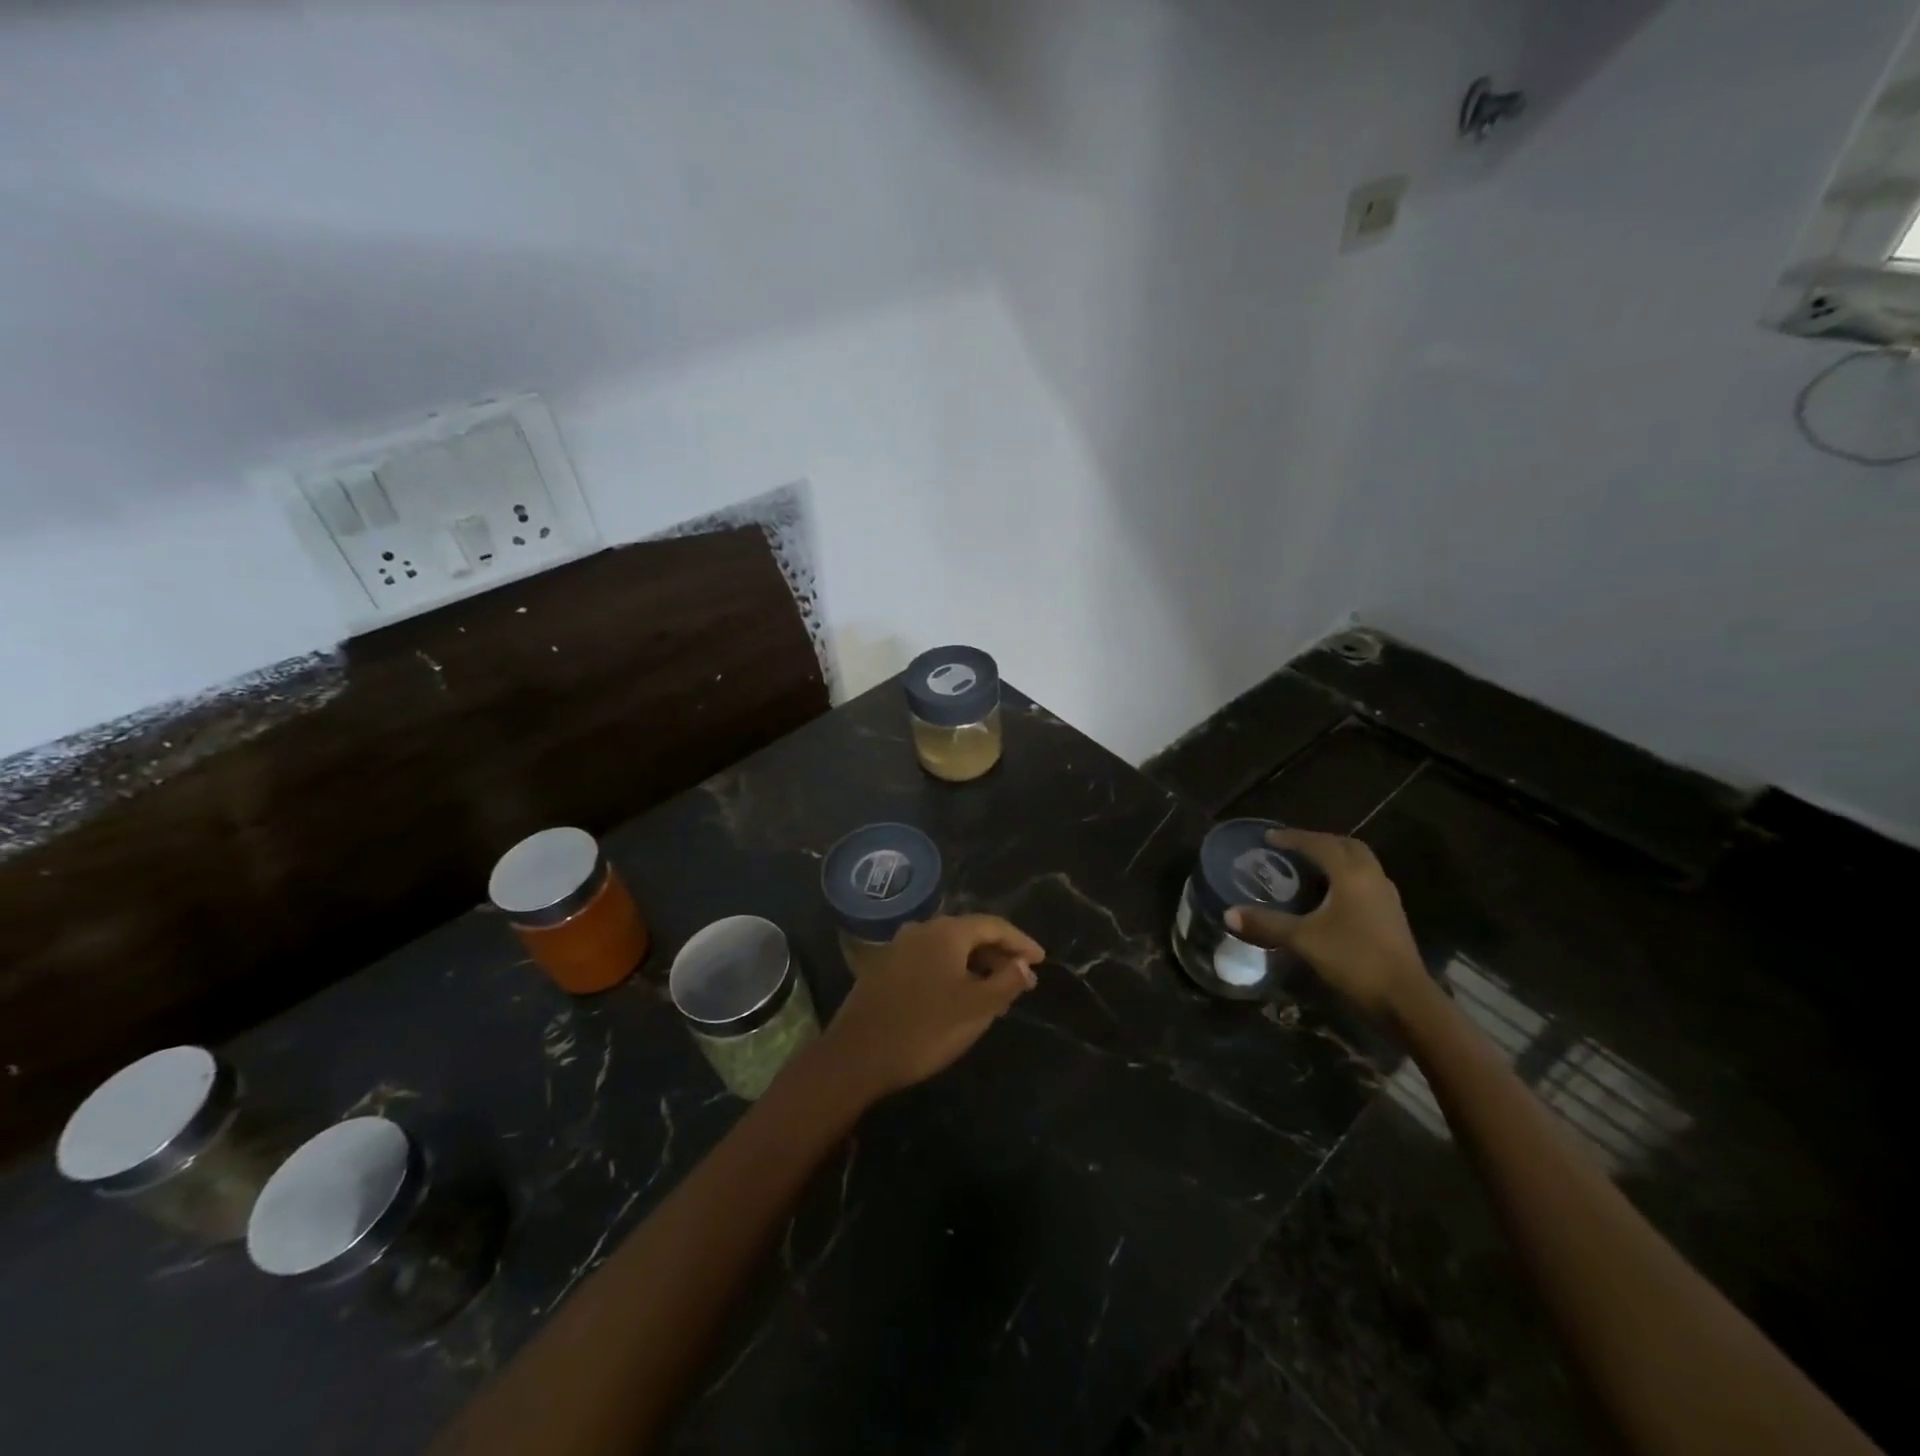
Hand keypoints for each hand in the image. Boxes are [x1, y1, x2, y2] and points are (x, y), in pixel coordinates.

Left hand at [822, 914, 1045, 1098]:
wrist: (857, 1055)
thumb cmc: (925, 1028)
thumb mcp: (976, 1008)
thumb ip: (1006, 982)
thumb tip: (1024, 966)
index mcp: (946, 932)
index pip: (994, 925)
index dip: (1021, 942)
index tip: (1041, 960)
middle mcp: (922, 929)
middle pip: (970, 934)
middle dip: (999, 955)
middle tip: (1022, 980)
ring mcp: (899, 947)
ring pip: (948, 949)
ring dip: (975, 966)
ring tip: (996, 994)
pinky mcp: (884, 967)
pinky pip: (929, 961)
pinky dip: (952, 973)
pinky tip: (959, 998)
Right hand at [1226, 829, 1427, 1017]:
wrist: (1405, 999)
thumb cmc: (1354, 959)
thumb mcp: (1304, 939)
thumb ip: (1267, 923)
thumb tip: (1228, 914)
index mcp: (1351, 874)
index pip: (1320, 844)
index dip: (1293, 838)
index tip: (1268, 837)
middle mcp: (1372, 877)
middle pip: (1346, 846)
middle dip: (1319, 841)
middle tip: (1292, 848)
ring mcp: (1386, 896)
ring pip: (1359, 863)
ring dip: (1335, 858)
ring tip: (1308, 867)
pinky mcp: (1391, 915)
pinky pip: (1365, 881)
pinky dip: (1345, 877)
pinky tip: (1330, 895)